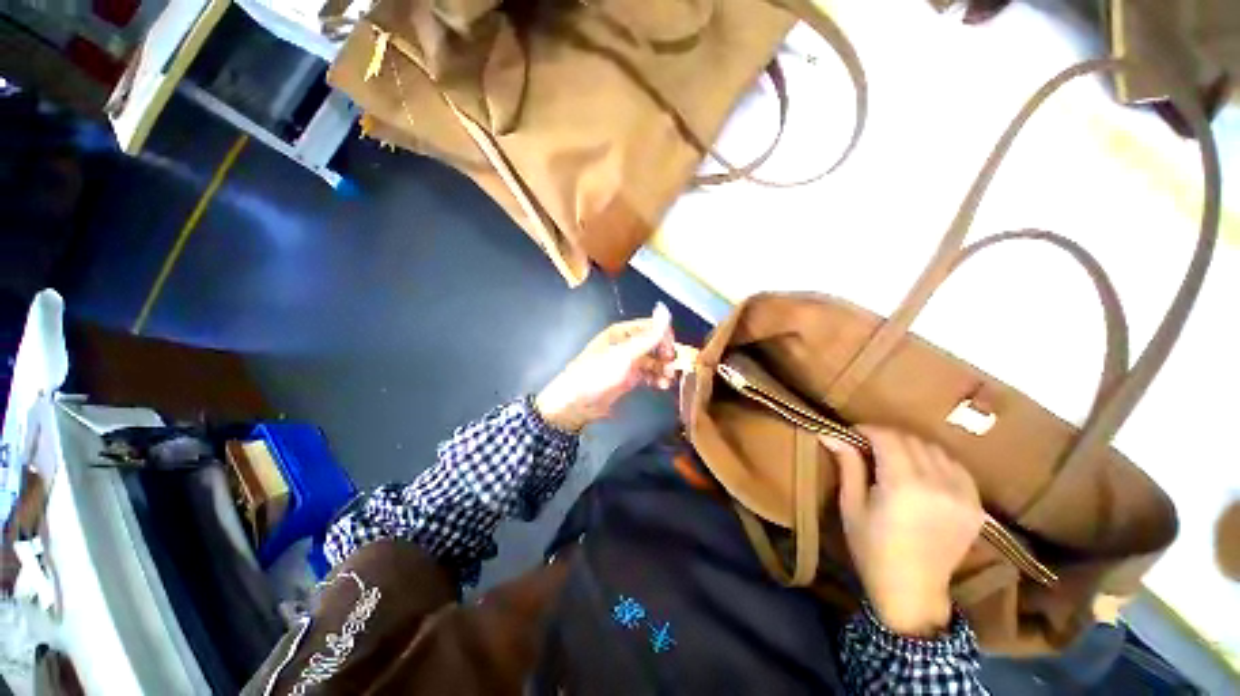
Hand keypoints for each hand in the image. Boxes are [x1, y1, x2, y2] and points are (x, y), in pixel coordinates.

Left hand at [535, 304, 676, 431]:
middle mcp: (627, 345)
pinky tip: (661, 385)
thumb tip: (664, 308)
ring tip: (667, 380)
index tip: (671, 352)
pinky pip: (648, 374)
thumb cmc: (598, 373)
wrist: (576, 403)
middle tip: (671, 368)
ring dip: (663, 369)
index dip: (665, 337)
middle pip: (655, 345)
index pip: (652, 327)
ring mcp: (628, 362)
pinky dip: (657, 378)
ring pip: (653, 361)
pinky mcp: (628, 378)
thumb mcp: (625, 354)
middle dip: (666, 355)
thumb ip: (648, 335)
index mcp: (623, 332)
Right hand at [825, 426, 984, 636]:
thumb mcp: (851, 505)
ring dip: (912, 447)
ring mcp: (962, 495)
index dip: (866, 430)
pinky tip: (923, 473)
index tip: (851, 434)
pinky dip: (937, 461)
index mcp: (903, 485)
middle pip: (911, 440)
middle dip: (887, 437)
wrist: (912, 591)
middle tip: (868, 448)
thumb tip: (829, 433)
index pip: (887, 437)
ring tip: (895, 460)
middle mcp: (938, 484)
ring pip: (935, 450)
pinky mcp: (976, 506)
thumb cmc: (872, 548)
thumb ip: (847, 465)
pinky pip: (956, 467)